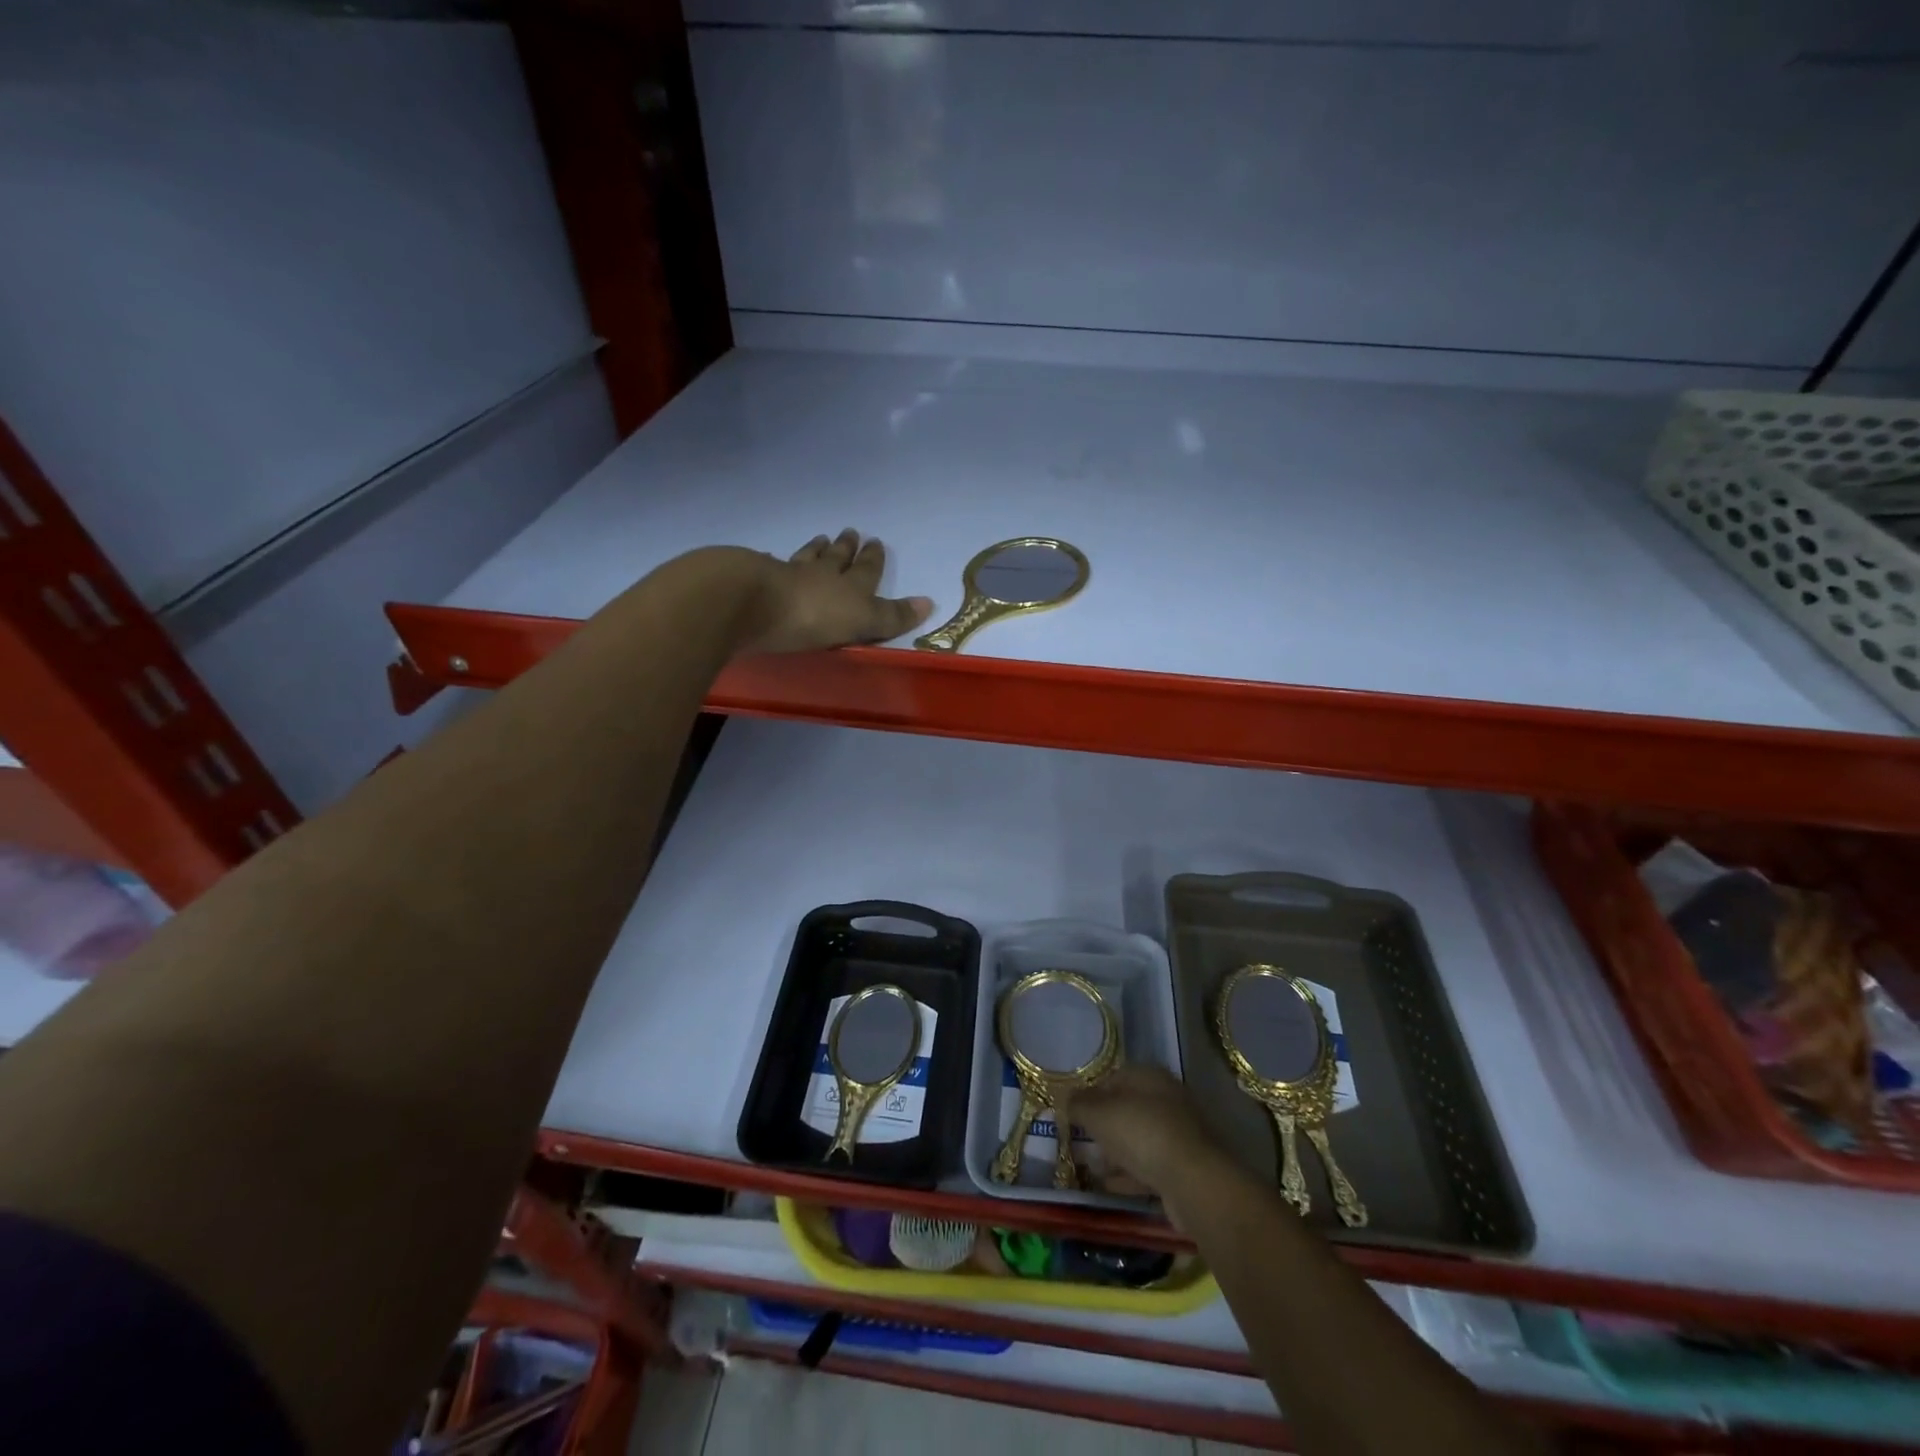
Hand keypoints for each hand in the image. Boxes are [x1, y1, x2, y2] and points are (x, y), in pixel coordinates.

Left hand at [742, 530, 932, 653]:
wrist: (752, 602)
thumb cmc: (813, 616)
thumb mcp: (862, 620)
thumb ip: (891, 615)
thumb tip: (929, 602)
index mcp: (848, 587)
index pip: (866, 570)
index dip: (872, 559)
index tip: (876, 542)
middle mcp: (820, 575)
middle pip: (836, 558)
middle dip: (846, 548)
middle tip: (850, 532)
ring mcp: (786, 575)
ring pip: (806, 558)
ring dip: (815, 549)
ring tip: (820, 538)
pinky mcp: (756, 580)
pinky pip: (771, 566)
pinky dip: (776, 561)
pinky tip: (772, 557)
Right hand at [1057, 1065, 1224, 1202]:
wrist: (1193, 1182)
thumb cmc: (1141, 1133)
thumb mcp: (1098, 1114)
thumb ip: (1079, 1104)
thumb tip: (1067, 1098)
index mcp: (1150, 1077)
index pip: (1114, 1077)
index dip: (1091, 1094)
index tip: (1074, 1114)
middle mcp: (1168, 1099)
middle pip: (1127, 1109)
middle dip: (1102, 1126)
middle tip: (1080, 1141)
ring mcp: (1179, 1135)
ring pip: (1138, 1139)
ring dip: (1115, 1153)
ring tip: (1090, 1166)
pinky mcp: (1184, 1168)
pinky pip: (1149, 1167)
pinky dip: (1129, 1174)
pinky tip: (1109, 1186)